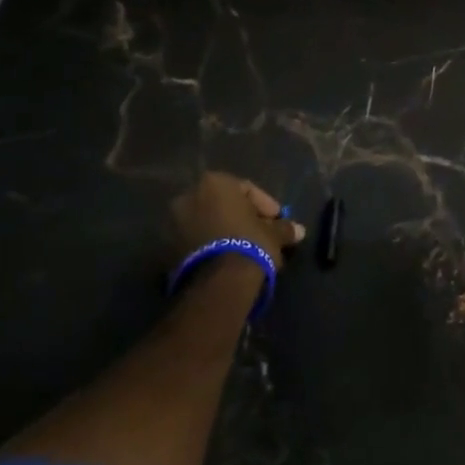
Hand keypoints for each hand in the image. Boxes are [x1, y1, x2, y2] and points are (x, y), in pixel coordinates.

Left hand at [171, 172, 305, 268]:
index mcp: (214, 183)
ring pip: (208, 223)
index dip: (266, 205)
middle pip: (224, 205)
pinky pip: (196, 241)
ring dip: (226, 233)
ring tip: (245, 252)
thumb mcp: (273, 233)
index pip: (246, 189)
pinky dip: (211, 247)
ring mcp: (173, 223)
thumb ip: (284, 228)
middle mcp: (189, 196)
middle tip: (261, 235)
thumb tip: (299, 230)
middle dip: (243, 219)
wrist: (217, 282)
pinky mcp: (166, 249)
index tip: (277, 221)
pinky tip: (227, 261)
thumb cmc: (249, 243)